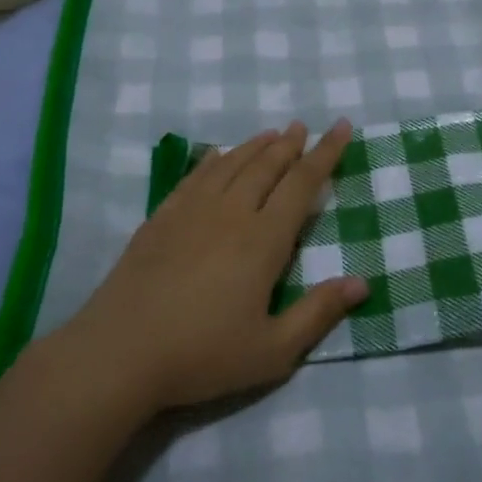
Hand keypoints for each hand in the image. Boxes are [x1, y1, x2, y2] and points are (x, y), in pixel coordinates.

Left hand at [65, 120, 367, 412]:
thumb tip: (362, 283)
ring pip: (230, 165)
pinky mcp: (160, 220)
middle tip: (303, 126)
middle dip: (290, 144)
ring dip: (254, 146)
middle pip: (266, 166)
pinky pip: (193, 177)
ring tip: (271, 132)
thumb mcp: (272, 350)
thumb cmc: (202, 355)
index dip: (325, 154)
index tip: (340, 127)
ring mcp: (190, 212)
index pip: (302, 185)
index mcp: (262, 241)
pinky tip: (215, 155)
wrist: (119, 354)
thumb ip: (318, 313)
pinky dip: (212, 161)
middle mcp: (229, 214)